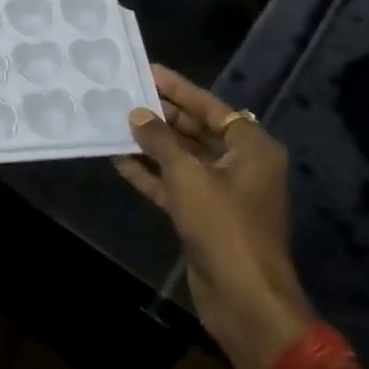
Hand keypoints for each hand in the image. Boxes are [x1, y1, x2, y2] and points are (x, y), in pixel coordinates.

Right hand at [113, 64, 314, 368]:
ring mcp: (222, 193)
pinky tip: (120, 160)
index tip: (148, 71)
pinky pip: (174, 186)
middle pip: (197, 130)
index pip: (211, 107)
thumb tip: (137, 114)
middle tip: (125, 94)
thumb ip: (160, 140)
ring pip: (183, 158)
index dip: (179, 89)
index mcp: (251, 148)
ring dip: (152, 144)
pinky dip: (151, 174)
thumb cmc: (223, 225)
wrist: (243, 297)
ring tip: (116, 122)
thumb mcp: (188, 176)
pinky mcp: (204, 217)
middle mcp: (240, 165)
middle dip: (162, 115)